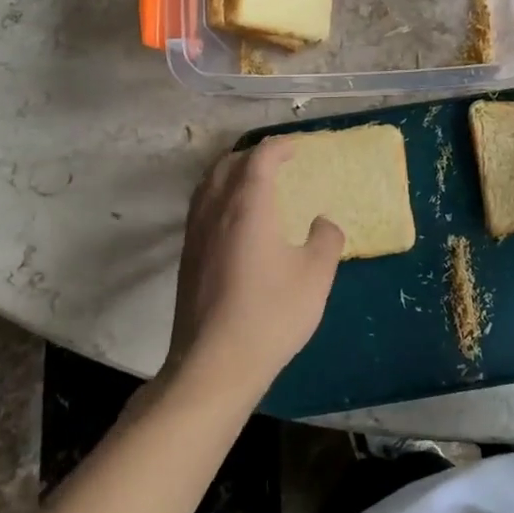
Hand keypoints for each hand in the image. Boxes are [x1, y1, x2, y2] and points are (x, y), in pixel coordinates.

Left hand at [163, 139, 343, 405]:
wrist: (214, 364)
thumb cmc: (271, 313)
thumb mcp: (316, 276)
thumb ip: (326, 240)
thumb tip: (323, 223)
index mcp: (248, 204)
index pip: (259, 158)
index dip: (278, 147)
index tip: (295, 148)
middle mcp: (216, 209)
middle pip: (227, 164)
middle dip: (251, 155)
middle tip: (275, 162)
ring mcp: (196, 233)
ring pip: (208, 184)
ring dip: (230, 173)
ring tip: (251, 183)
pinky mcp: (187, 257)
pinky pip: (201, 207)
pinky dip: (218, 196)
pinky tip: (233, 220)